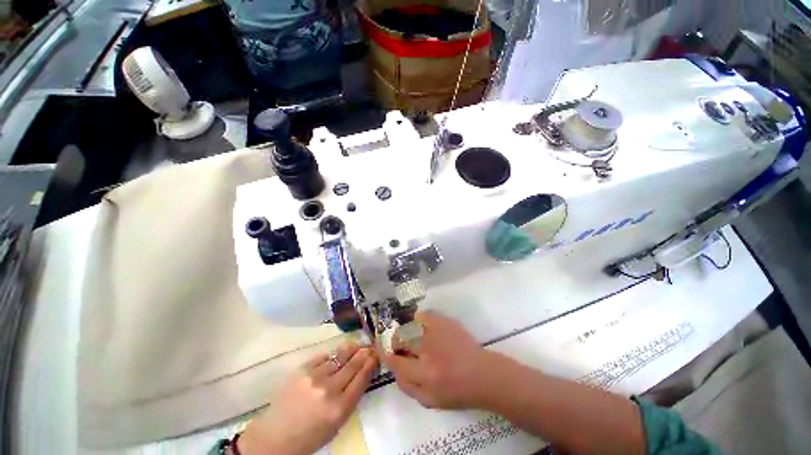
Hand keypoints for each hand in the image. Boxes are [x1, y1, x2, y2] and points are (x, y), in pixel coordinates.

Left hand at [238, 343, 377, 454]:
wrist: (275, 436)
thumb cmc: (310, 436)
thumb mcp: (337, 424)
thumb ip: (351, 399)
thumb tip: (362, 374)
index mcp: (339, 408)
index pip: (361, 379)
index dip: (370, 364)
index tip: (376, 355)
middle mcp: (329, 390)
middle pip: (352, 365)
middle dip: (363, 353)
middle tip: (370, 346)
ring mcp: (314, 377)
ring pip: (339, 356)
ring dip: (351, 349)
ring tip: (358, 344)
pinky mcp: (302, 370)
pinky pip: (324, 356)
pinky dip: (334, 353)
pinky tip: (339, 351)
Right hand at [383, 310, 505, 409]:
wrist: (483, 374)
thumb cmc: (457, 392)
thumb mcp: (430, 401)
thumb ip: (407, 387)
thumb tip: (394, 370)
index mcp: (424, 374)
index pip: (396, 362)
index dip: (387, 356)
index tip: (386, 353)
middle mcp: (428, 351)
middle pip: (401, 340)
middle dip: (396, 343)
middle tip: (400, 346)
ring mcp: (437, 334)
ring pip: (411, 327)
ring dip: (407, 332)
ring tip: (411, 337)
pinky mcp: (445, 323)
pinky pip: (424, 315)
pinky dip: (419, 319)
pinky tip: (421, 325)